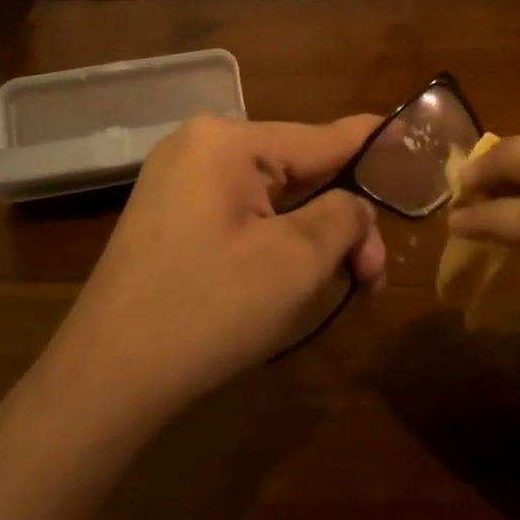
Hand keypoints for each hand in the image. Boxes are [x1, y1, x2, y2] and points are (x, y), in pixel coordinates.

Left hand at [50, 115, 386, 426]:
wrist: (105, 381)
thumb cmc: (208, 312)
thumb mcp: (295, 262)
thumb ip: (343, 216)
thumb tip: (356, 204)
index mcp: (227, 142)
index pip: (321, 138)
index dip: (373, 145)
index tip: (414, 144)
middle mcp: (200, 146)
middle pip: (298, 171)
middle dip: (341, 220)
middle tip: (372, 276)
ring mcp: (178, 181)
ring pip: (273, 197)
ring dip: (312, 236)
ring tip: (344, 284)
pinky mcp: (170, 216)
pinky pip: (242, 214)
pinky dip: (277, 241)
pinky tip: (294, 277)